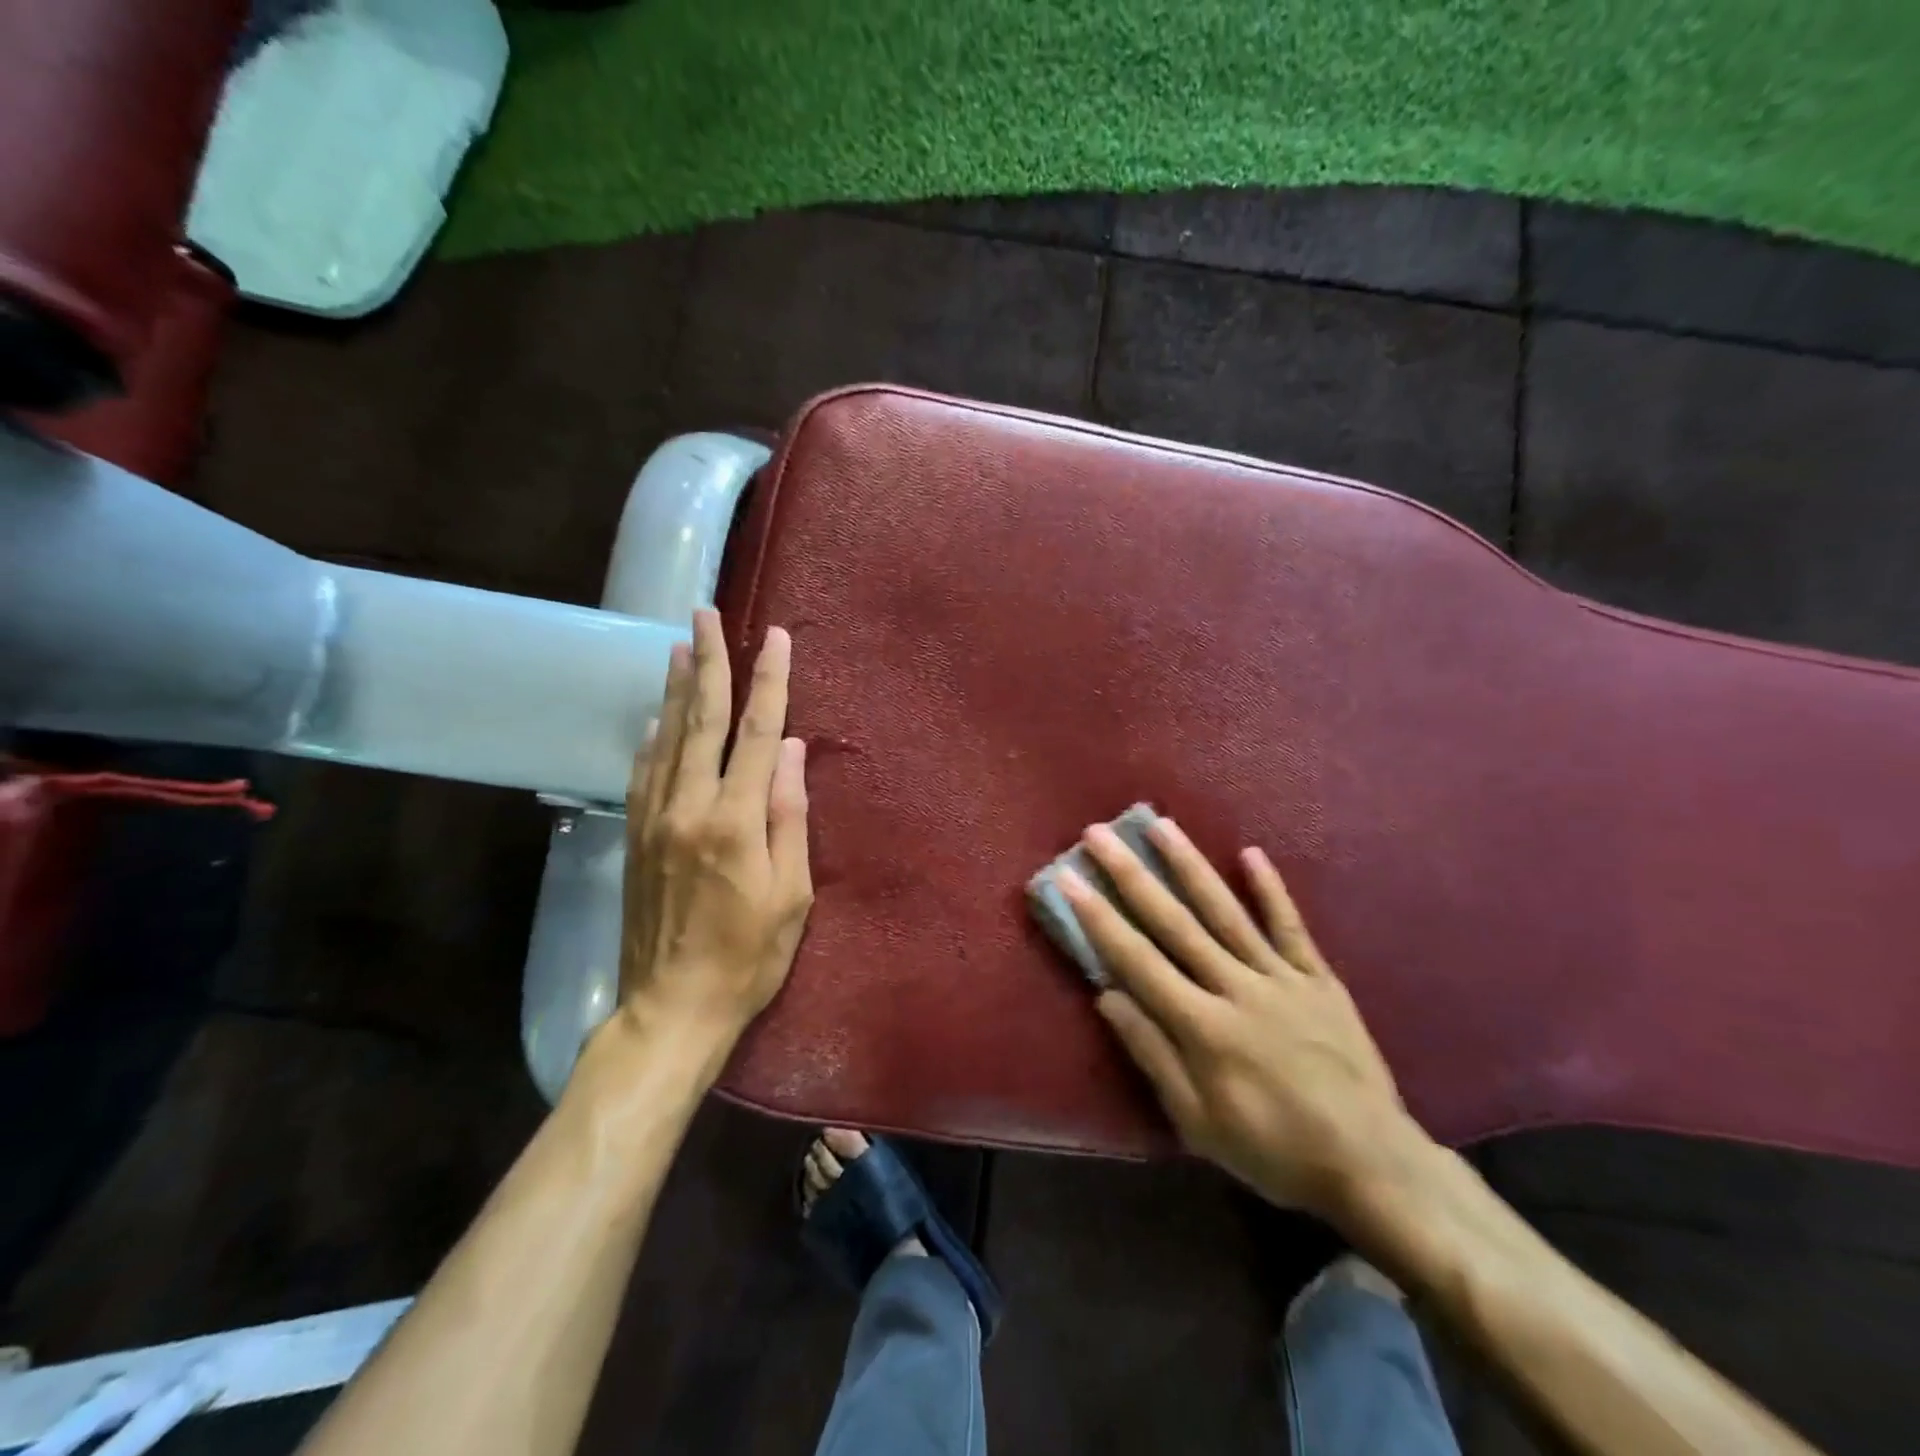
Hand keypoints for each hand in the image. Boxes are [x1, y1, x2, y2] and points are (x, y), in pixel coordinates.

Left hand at [619, 609, 812, 1044]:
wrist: (671, 1008)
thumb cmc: (748, 957)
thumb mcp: (791, 893)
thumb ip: (788, 815)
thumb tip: (789, 749)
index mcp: (733, 821)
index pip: (754, 733)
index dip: (767, 682)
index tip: (774, 638)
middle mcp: (687, 808)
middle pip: (699, 720)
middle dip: (707, 662)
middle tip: (704, 614)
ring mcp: (654, 821)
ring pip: (665, 739)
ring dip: (674, 689)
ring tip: (678, 646)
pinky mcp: (635, 838)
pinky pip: (643, 772)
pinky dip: (652, 736)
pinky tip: (656, 717)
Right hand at [1061, 815, 1428, 1226]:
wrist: (1373, 1165)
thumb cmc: (1273, 1150)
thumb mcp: (1199, 1122)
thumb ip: (1153, 1053)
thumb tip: (1107, 996)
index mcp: (1203, 1027)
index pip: (1137, 960)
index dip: (1098, 917)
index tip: (1069, 879)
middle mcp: (1237, 988)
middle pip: (1175, 922)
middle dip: (1131, 875)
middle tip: (1100, 834)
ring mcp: (1282, 978)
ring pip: (1226, 911)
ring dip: (1190, 866)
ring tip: (1162, 825)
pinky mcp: (1319, 979)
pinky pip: (1291, 927)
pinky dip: (1271, 890)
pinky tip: (1251, 853)